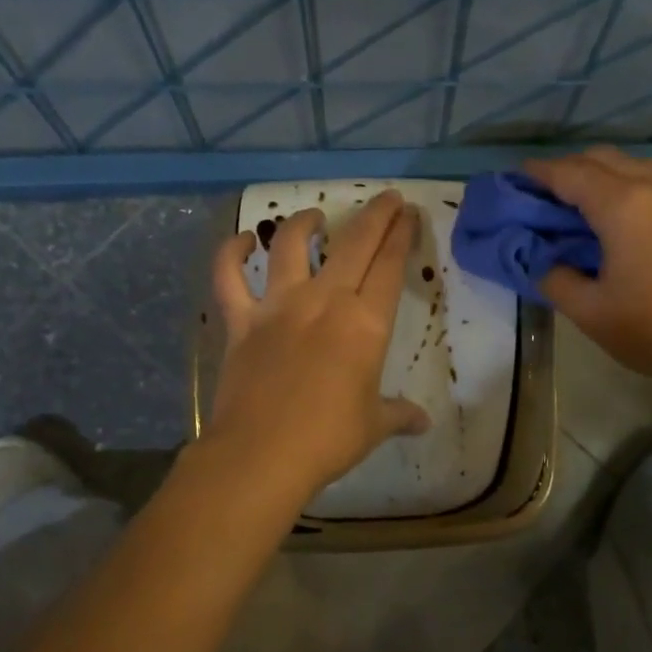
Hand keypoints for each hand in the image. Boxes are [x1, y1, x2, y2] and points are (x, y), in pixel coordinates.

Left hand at [205, 190, 429, 500]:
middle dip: (374, 215)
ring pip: (290, 245)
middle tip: (386, 198)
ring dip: (305, 222)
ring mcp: (278, 306)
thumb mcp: (373, 425)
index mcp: (365, 324)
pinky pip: (229, 277)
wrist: (262, 454)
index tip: (408, 213)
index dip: (402, 235)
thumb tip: (423, 422)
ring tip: (316, 216)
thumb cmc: (328, 439)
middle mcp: (324, 301)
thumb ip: (399, 415)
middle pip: (354, 243)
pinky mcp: (241, 320)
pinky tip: (240, 241)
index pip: (390, 266)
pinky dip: (230, 254)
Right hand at [522, 148, 651, 399]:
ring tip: (574, 208)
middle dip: (566, 170)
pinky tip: (613, 219)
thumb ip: (554, 279)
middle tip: (540, 198)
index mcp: (622, 205)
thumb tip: (543, 262)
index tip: (512, 181)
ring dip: (597, 175)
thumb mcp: (590, 312)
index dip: (537, 174)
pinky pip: (651, 182)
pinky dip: (622, 186)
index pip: (568, 174)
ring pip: (630, 166)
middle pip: (601, 159)